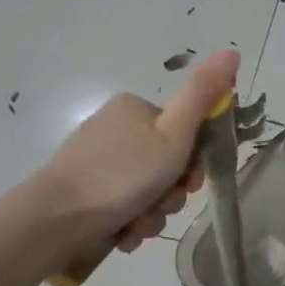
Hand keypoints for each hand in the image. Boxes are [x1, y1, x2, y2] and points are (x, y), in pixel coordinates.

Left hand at [34, 50, 239, 259]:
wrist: (52, 220)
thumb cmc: (122, 174)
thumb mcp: (174, 134)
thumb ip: (203, 95)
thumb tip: (232, 51)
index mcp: (135, 109)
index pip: (184, 132)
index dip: (195, 162)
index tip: (190, 182)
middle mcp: (114, 129)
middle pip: (166, 164)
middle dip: (170, 193)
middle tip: (163, 205)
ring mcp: (95, 161)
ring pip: (146, 189)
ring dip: (152, 212)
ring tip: (138, 226)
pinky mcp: (81, 192)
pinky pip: (122, 206)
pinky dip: (129, 222)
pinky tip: (124, 234)